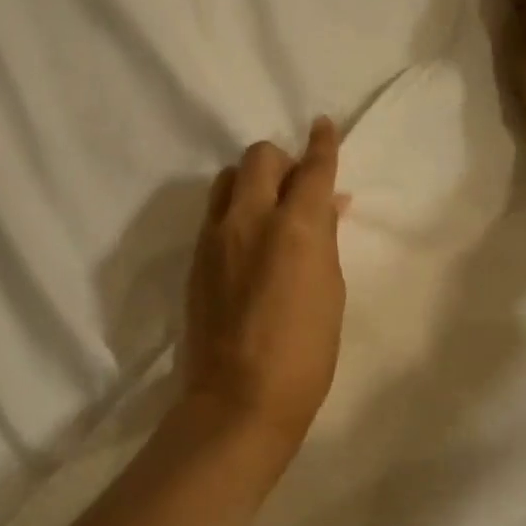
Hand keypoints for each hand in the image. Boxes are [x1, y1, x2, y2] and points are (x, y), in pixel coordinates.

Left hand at [178, 118, 347, 457]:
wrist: (238, 399)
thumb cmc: (305, 353)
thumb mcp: (330, 291)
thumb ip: (324, 238)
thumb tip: (324, 205)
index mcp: (296, 227)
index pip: (311, 168)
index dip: (323, 143)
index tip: (324, 125)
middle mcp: (250, 218)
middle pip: (260, 157)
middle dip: (283, 161)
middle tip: (298, 188)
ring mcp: (215, 237)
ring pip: (230, 179)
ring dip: (253, 182)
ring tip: (270, 211)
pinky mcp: (196, 258)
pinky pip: (216, 213)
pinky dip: (236, 211)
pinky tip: (248, 241)